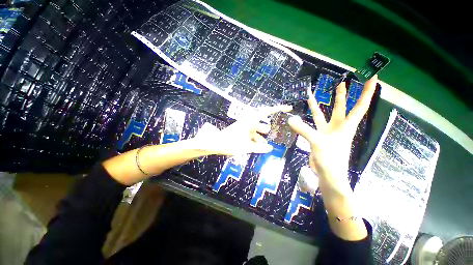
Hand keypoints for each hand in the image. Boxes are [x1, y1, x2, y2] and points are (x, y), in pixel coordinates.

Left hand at [194, 105, 292, 155]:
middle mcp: (248, 122)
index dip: (277, 108)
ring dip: (260, 138)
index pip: (266, 112)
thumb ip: (258, 148)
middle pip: (262, 124)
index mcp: (250, 121)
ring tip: (264, 146)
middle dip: (266, 131)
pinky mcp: (242, 132)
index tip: (288, 108)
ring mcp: (244, 127)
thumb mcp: (245, 147)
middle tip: (274, 136)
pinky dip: (255, 140)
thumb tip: (270, 148)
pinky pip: (252, 135)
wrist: (215, 144)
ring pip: (257, 131)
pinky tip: (257, 148)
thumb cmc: (230, 143)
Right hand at [288, 75, 377, 183]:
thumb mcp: (318, 142)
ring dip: (318, 106)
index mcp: (346, 126)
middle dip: (342, 95)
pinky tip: (298, 118)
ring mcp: (327, 133)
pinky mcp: (317, 138)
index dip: (367, 92)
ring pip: (322, 116)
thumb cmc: (330, 159)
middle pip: (341, 108)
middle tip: (342, 82)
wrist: (327, 175)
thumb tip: (290, 120)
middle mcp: (338, 127)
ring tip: (312, 96)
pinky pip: (311, 126)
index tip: (373, 78)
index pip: (359, 106)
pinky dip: (305, 121)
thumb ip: (303, 130)